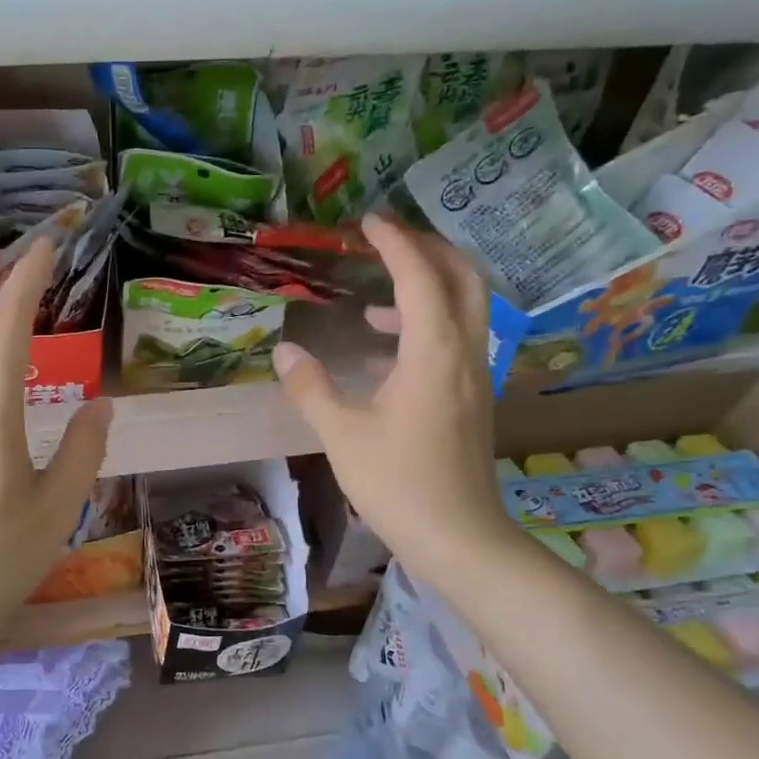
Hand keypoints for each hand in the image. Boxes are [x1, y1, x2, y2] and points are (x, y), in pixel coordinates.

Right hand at [271, 215, 517, 575]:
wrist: (458, 536)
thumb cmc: (397, 483)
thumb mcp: (342, 434)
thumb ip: (311, 388)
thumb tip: (285, 353)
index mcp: (433, 352)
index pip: (420, 276)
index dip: (394, 242)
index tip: (367, 222)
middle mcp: (463, 352)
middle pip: (462, 278)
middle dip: (428, 250)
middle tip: (387, 243)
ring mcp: (474, 376)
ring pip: (465, 308)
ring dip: (428, 288)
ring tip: (377, 299)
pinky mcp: (472, 398)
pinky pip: (456, 339)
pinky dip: (427, 326)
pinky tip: (388, 351)